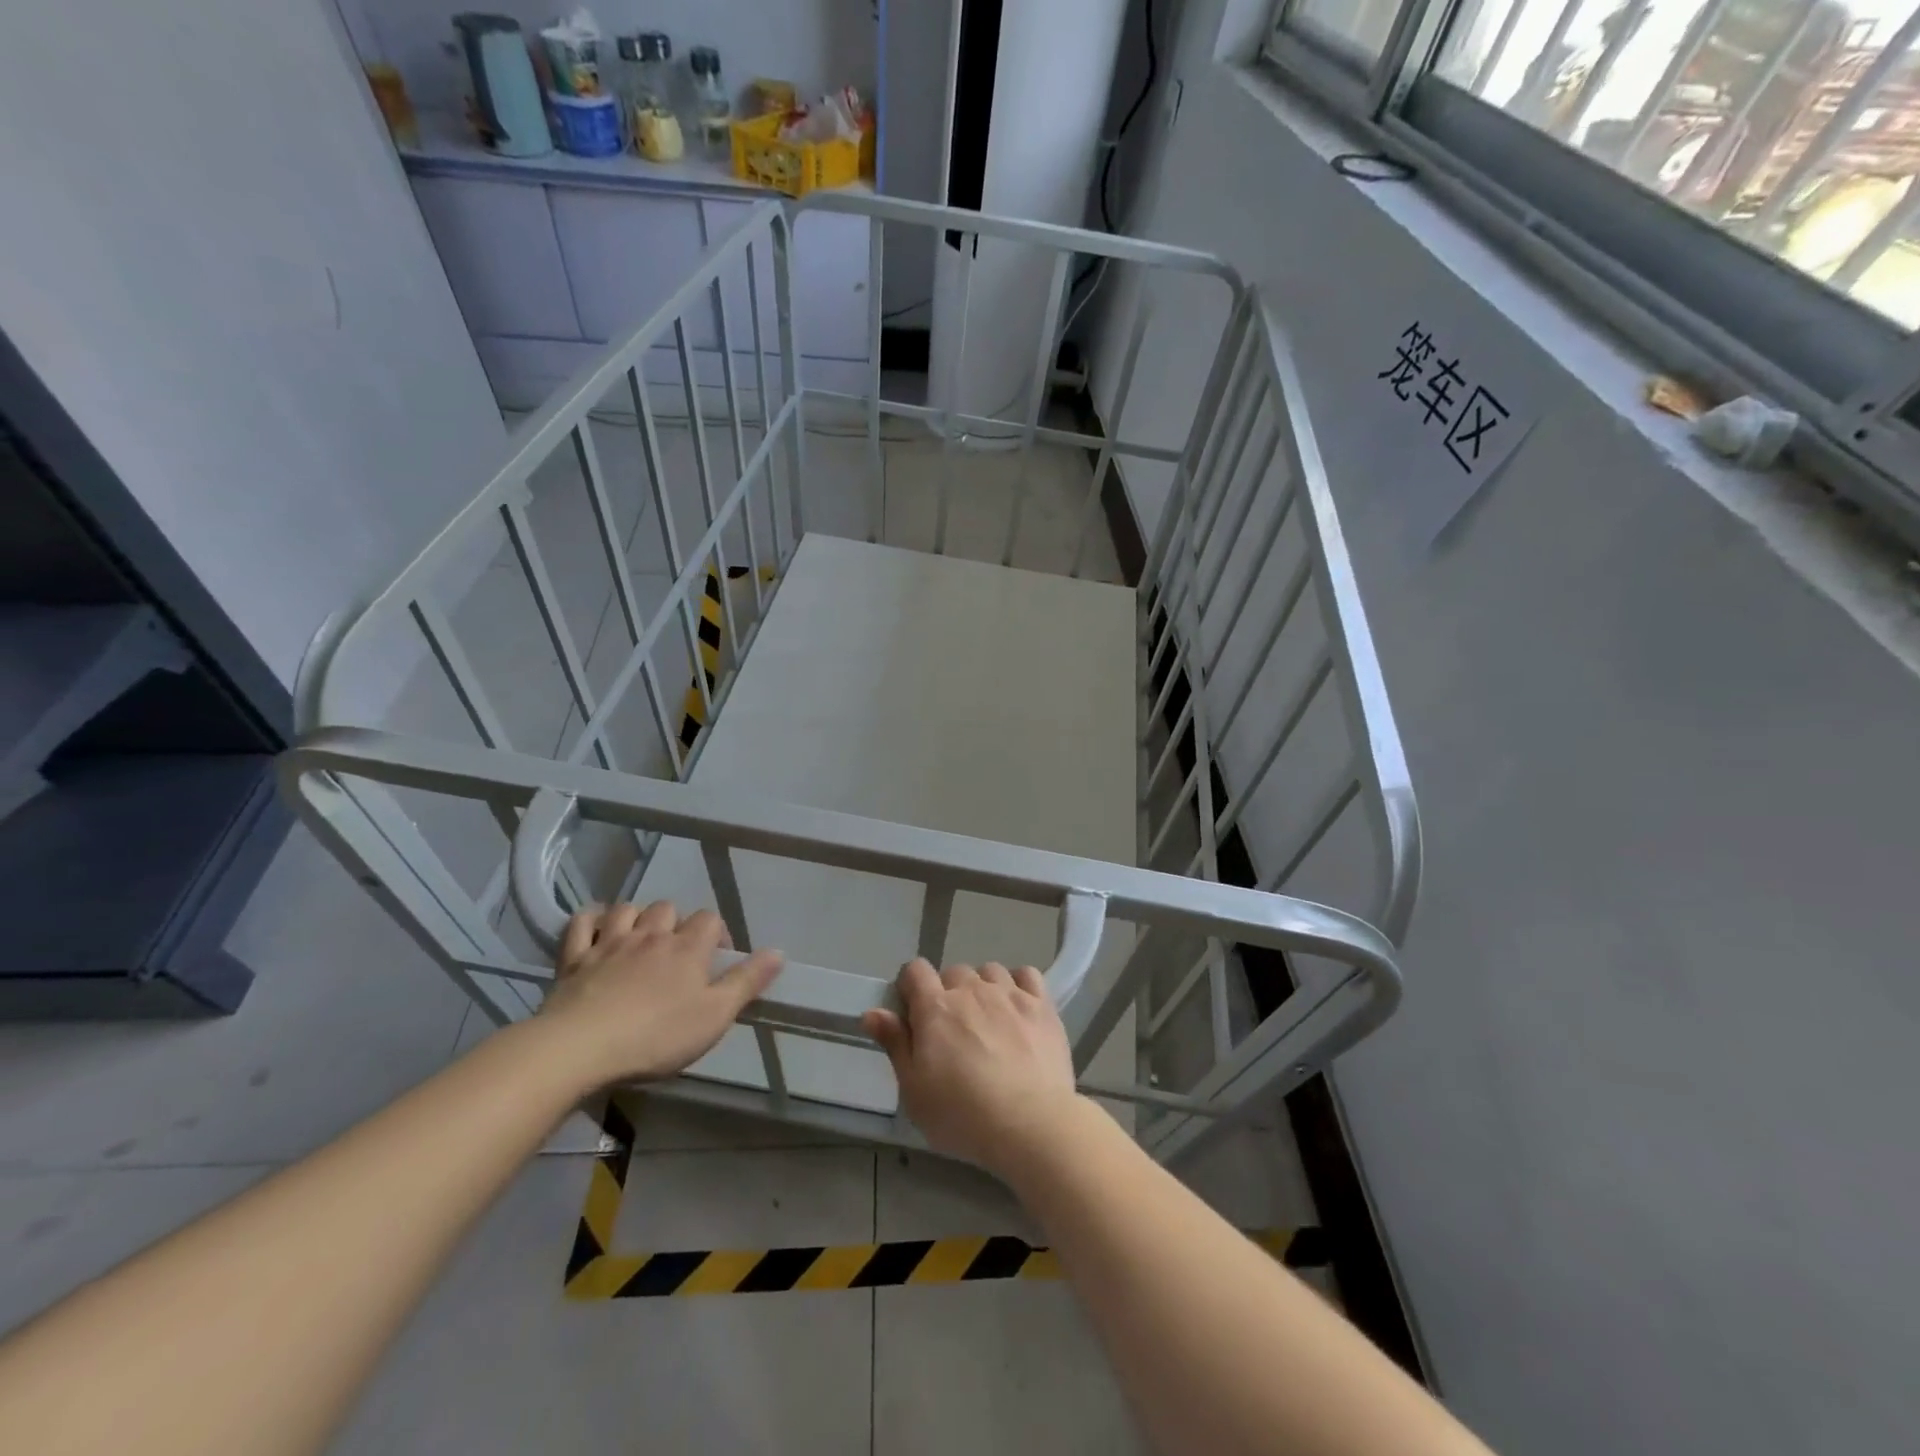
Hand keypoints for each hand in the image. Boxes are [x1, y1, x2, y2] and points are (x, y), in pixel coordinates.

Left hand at [538, 901, 782, 1088]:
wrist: (580, 1048)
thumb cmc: (656, 1036)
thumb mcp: (714, 1016)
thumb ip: (747, 982)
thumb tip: (779, 952)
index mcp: (687, 948)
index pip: (710, 920)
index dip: (717, 933)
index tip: (717, 958)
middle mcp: (650, 935)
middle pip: (668, 908)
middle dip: (676, 922)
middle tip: (676, 952)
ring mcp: (609, 943)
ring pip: (627, 909)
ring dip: (635, 918)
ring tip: (639, 939)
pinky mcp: (574, 959)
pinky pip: (581, 923)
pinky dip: (590, 920)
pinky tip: (595, 929)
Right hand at [862, 959, 1079, 1176]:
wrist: (1031, 1124)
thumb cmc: (963, 1115)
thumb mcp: (914, 1090)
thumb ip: (895, 1044)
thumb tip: (872, 1012)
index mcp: (936, 1007)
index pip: (915, 970)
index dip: (910, 986)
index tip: (912, 1013)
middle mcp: (972, 990)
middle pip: (953, 972)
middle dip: (948, 993)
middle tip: (952, 1030)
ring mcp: (1010, 994)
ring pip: (989, 972)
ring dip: (983, 988)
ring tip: (987, 1020)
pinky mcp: (1042, 1005)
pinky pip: (1026, 975)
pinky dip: (1018, 985)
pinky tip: (1017, 1008)